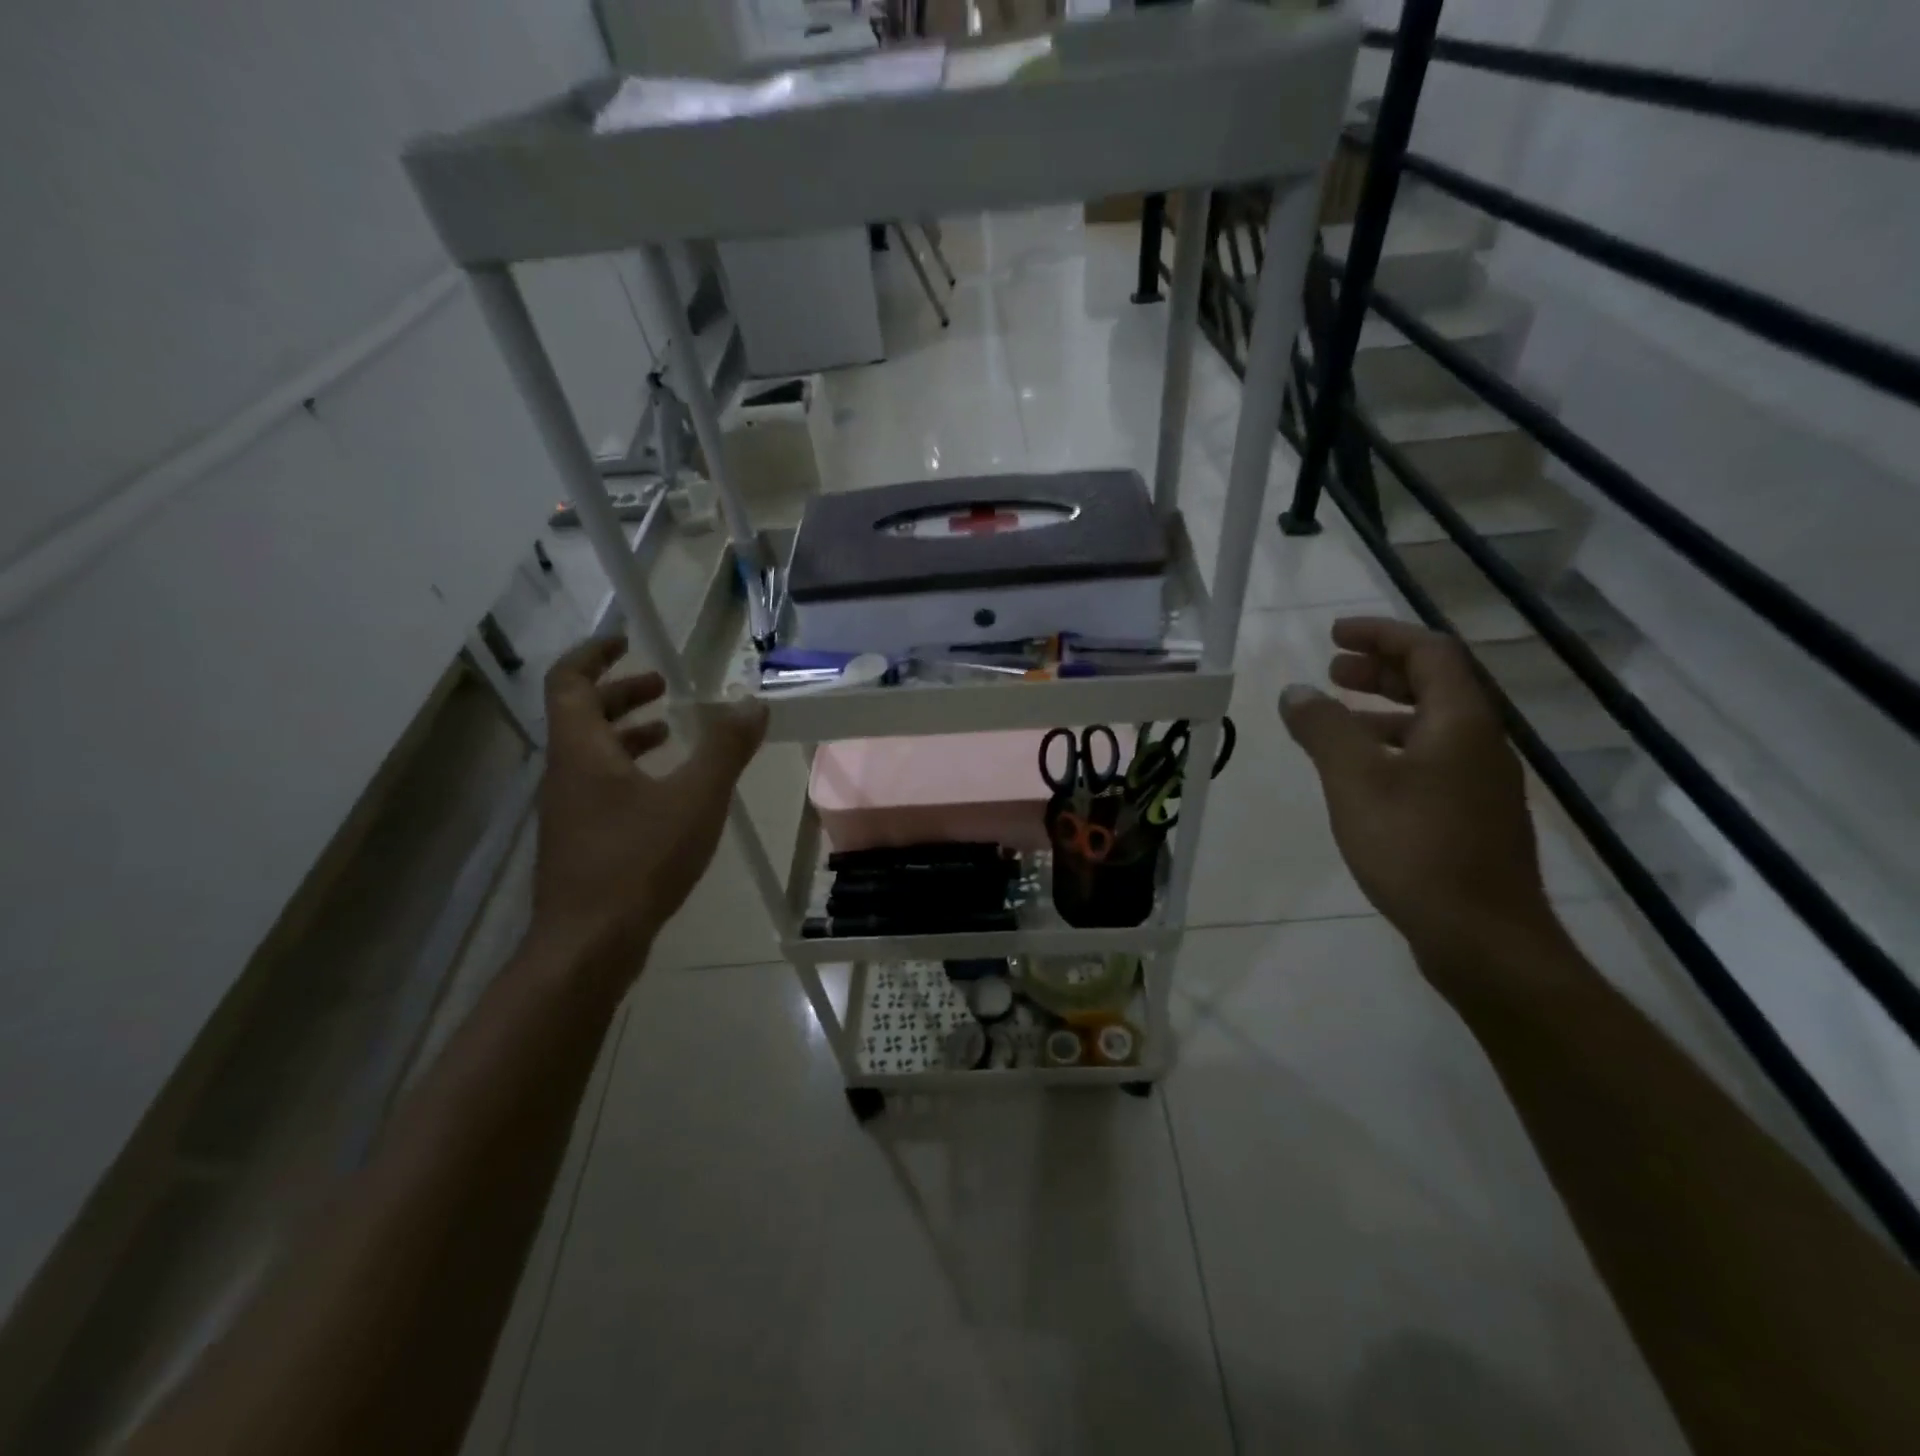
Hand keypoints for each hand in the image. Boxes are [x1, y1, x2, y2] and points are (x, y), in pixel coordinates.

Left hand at [530, 637, 766, 990]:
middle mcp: (566, 774)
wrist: (589, 945)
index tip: (628, 642)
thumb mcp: (695, 797)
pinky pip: (601, 787)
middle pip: (582, 715)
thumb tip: (753, 704)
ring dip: (627, 734)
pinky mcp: (581, 842)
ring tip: (669, 732)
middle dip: (622, 694)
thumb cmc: (638, 860)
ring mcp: (569, 811)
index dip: (595, 654)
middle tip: (663, 688)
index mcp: (582, 750)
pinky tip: (666, 793)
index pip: (570, 681)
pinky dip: (630, 772)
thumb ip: (725, 748)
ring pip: (592, 755)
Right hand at [1279, 617, 1557, 964]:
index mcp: (1461, 721)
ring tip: (1337, 719)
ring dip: (1384, 710)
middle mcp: (1481, 743)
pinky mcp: (1472, 816)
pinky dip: (1392, 747)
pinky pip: (1431, 759)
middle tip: (1333, 670)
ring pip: (1432, 724)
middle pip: (1435, 684)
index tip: (1334, 635)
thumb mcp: (1355, 780)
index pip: (1429, 651)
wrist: (1482, 937)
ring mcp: (1481, 783)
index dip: (1381, 635)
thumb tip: (1297, 692)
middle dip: (1381, 670)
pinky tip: (1362, 775)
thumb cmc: (1415, 847)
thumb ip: (1324, 728)